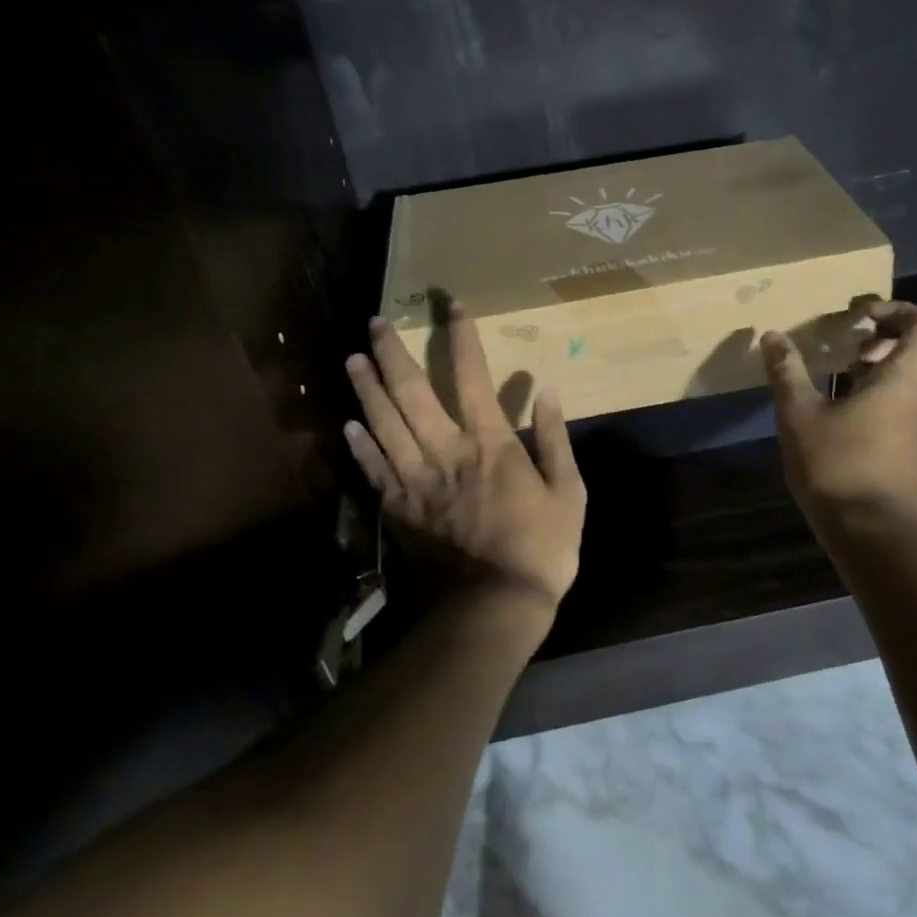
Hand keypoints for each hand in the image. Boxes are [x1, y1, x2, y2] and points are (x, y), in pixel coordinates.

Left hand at [343, 303, 586, 617]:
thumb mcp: (568, 493)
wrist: (491, 610)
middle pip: (412, 392)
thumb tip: (548, 391)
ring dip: (367, 389)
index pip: (473, 376)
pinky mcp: (398, 510)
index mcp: (490, 444)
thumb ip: (556, 439)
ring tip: (353, 359)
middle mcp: (446, 452)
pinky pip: (374, 470)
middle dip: (393, 353)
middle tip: (375, 323)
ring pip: (384, 424)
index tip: (454, 307)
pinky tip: (348, 425)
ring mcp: (416, 481)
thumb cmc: (539, 550)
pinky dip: (360, 445)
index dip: (463, 338)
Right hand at [762, 301, 916, 533]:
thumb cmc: (836, 465)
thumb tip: (772, 335)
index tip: (861, 317)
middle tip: (859, 350)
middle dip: (898, 343)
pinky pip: (915, 415)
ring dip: (894, 375)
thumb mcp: (798, 414)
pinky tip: (853, 423)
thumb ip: (787, 371)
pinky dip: (893, 404)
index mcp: (904, 380)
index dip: (899, 312)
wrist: (873, 535)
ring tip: (849, 383)